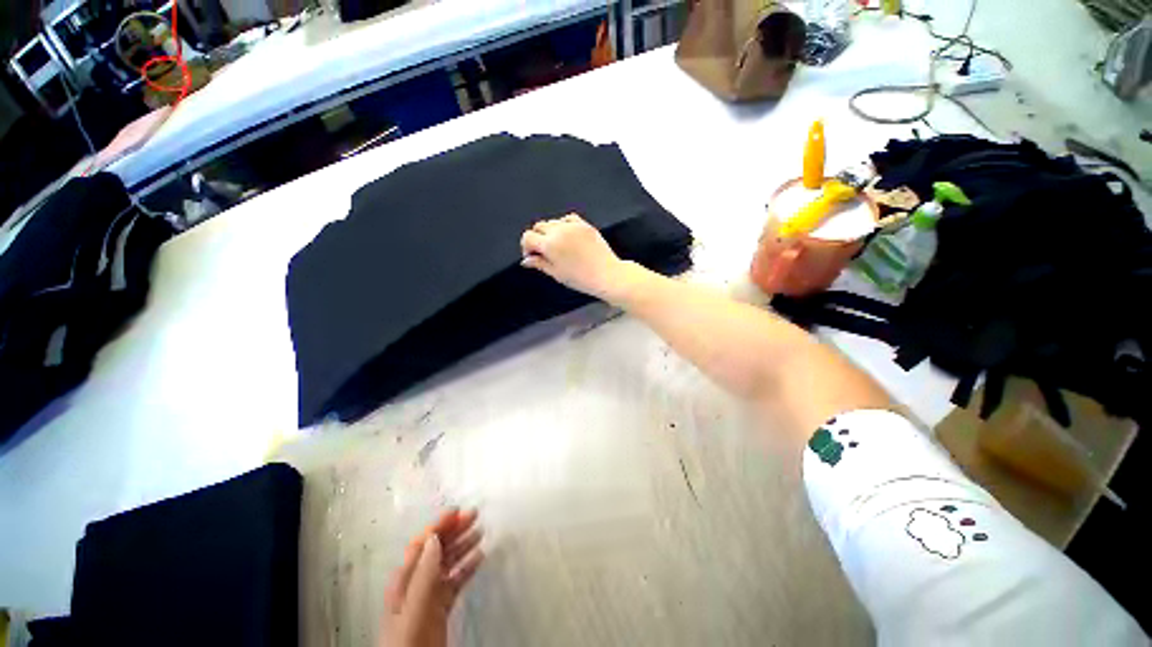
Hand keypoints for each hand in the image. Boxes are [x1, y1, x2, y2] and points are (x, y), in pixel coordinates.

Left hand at [381, 509, 484, 646]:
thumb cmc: (408, 639)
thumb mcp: (414, 607)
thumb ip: (424, 574)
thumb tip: (435, 537)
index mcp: (405, 579)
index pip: (422, 544)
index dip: (438, 525)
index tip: (457, 510)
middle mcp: (417, 583)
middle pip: (436, 549)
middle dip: (454, 529)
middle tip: (474, 514)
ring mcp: (429, 595)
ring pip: (448, 562)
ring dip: (463, 544)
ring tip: (480, 531)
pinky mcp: (441, 607)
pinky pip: (456, 580)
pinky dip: (467, 566)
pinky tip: (479, 557)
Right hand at [520, 214, 632, 300]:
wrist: (606, 274)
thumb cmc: (582, 278)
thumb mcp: (556, 273)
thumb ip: (539, 263)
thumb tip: (527, 260)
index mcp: (549, 244)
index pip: (528, 237)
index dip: (526, 247)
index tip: (532, 256)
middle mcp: (559, 231)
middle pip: (538, 226)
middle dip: (537, 238)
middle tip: (543, 252)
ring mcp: (573, 226)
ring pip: (552, 222)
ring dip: (550, 232)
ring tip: (558, 247)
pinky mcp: (584, 224)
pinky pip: (568, 218)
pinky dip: (564, 225)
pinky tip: (567, 236)